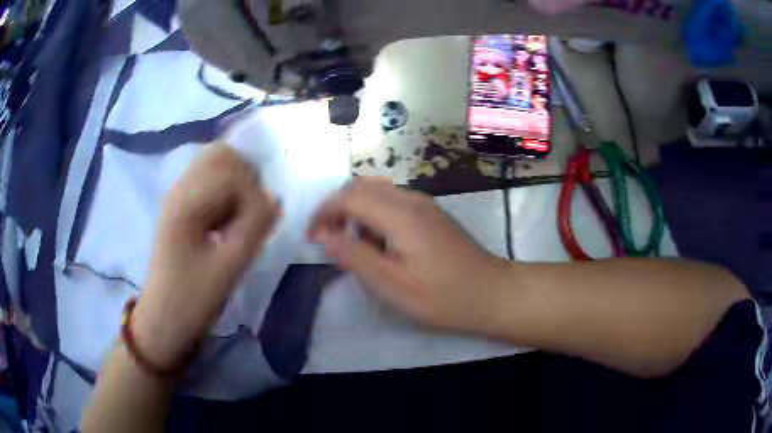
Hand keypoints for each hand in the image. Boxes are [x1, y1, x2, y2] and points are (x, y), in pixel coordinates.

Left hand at [133, 145, 279, 367]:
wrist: (164, 317)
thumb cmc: (192, 298)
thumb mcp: (229, 267)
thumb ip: (255, 227)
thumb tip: (274, 198)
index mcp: (185, 203)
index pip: (229, 170)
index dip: (252, 194)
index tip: (256, 225)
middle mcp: (179, 189)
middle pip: (219, 154)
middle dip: (245, 177)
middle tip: (251, 212)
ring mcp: (178, 195)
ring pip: (215, 165)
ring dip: (236, 185)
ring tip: (239, 219)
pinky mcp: (182, 206)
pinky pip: (210, 182)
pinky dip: (227, 194)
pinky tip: (227, 222)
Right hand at [308, 178, 505, 332]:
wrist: (491, 293)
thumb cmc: (442, 297)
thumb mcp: (392, 286)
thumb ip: (354, 257)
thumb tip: (323, 235)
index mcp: (400, 215)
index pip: (348, 197)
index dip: (323, 213)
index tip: (311, 236)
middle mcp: (411, 199)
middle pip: (361, 187)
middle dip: (337, 209)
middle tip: (328, 240)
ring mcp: (424, 204)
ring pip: (376, 193)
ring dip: (356, 213)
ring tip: (354, 247)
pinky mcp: (431, 213)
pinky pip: (393, 202)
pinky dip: (374, 216)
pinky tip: (380, 245)